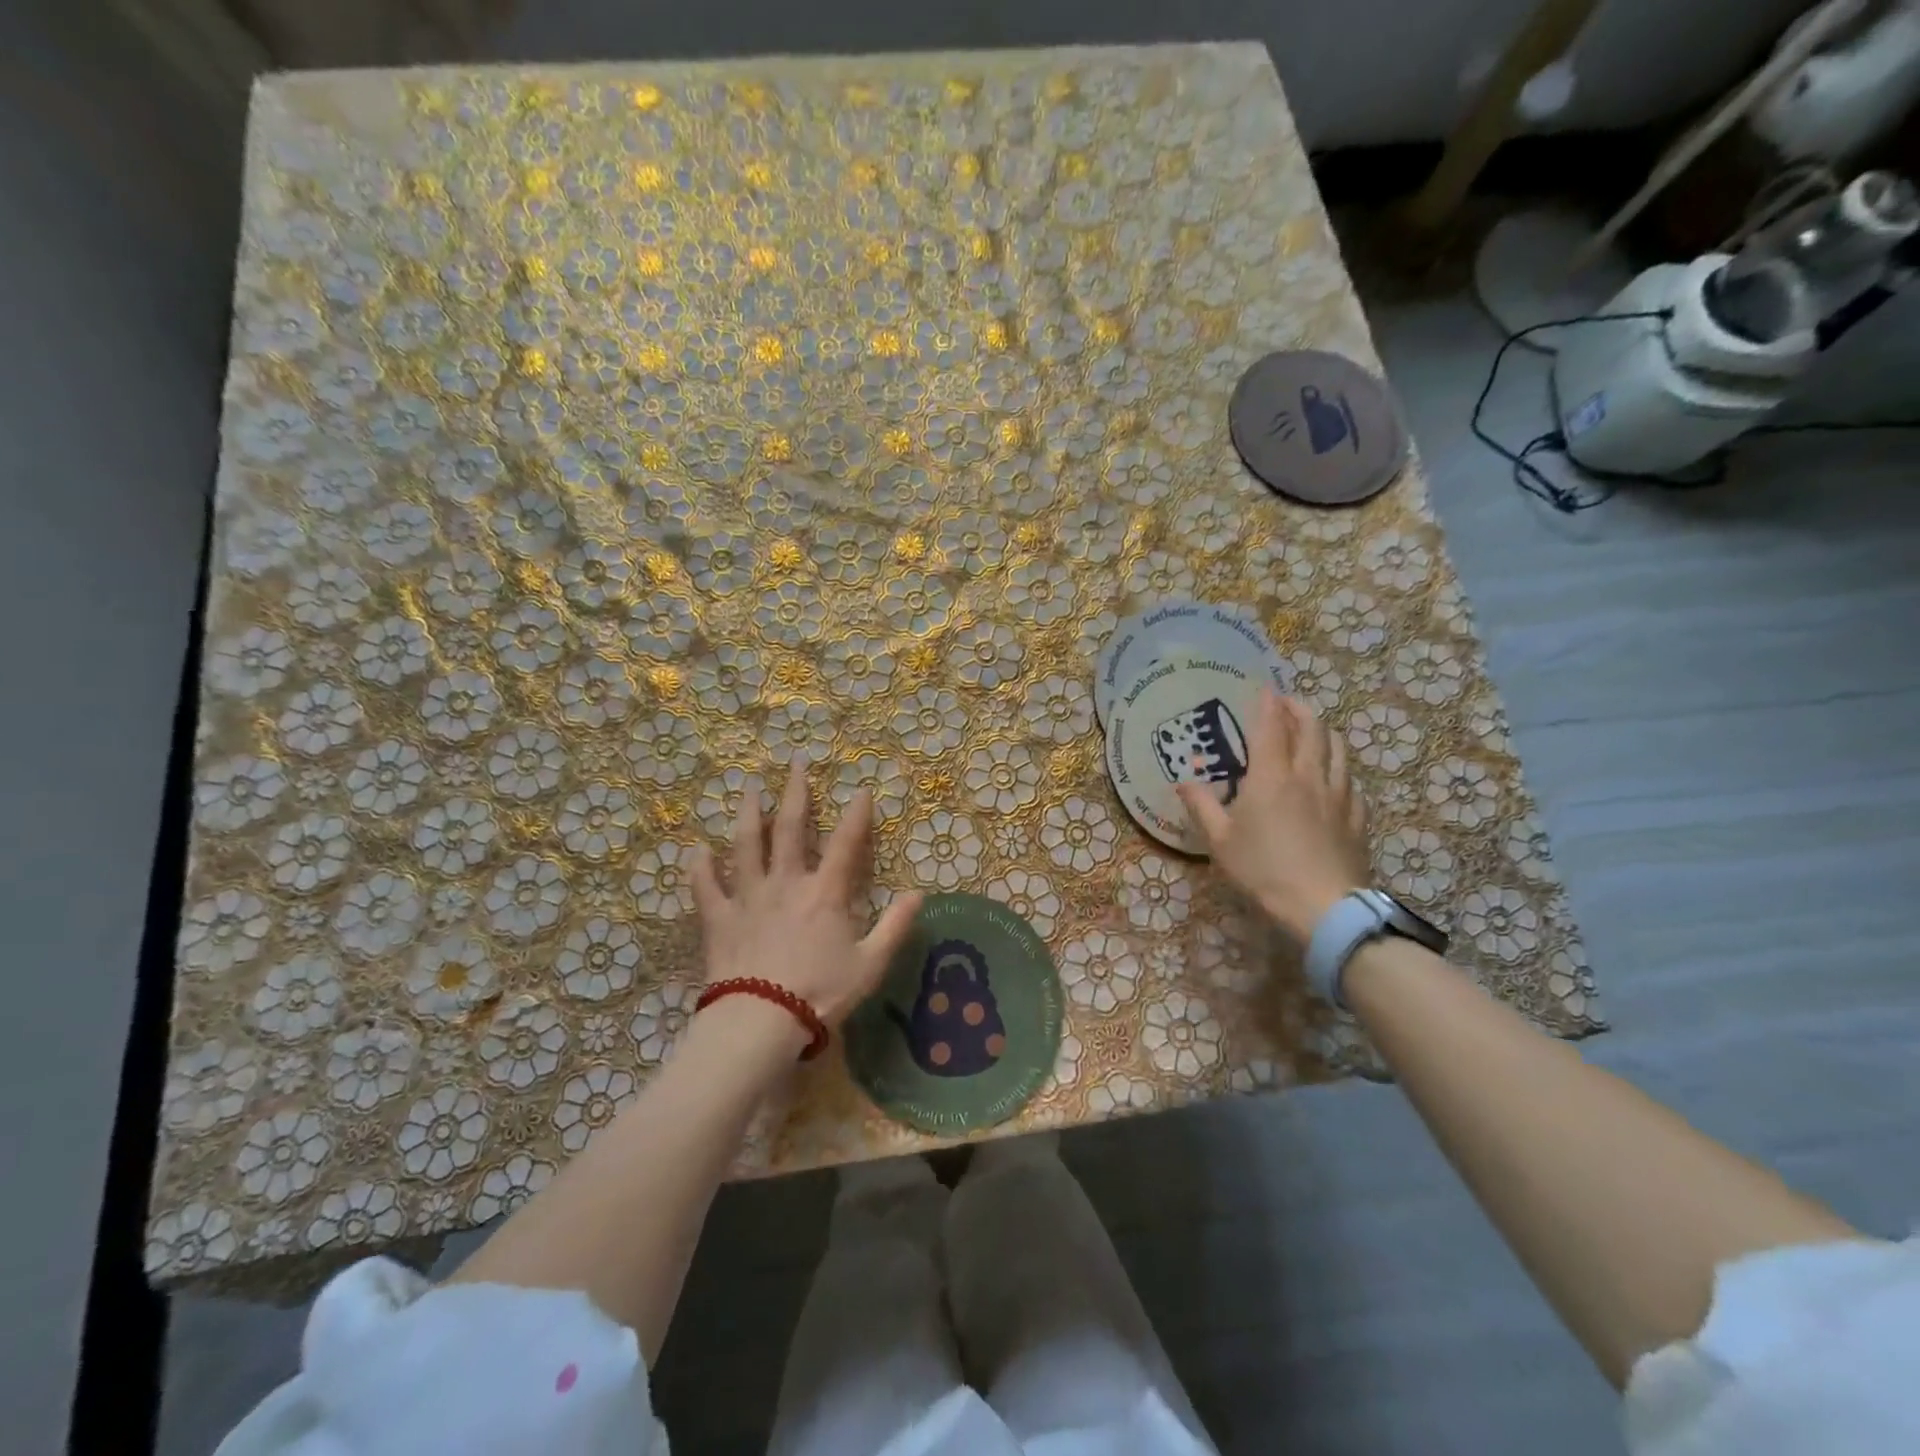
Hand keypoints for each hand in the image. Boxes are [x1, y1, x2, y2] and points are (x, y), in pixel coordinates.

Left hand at [690, 760, 922, 1030]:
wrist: (761, 1022)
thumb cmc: (821, 993)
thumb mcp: (871, 964)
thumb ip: (896, 926)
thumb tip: (921, 894)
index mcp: (825, 893)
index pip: (847, 843)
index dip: (857, 815)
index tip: (861, 789)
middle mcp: (787, 883)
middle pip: (792, 829)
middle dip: (796, 794)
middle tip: (796, 764)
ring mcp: (749, 897)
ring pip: (747, 846)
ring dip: (750, 815)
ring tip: (750, 790)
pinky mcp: (719, 919)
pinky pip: (706, 886)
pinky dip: (700, 867)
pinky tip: (697, 849)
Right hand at [1175, 691, 1370, 941]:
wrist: (1324, 907)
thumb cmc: (1263, 870)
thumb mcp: (1220, 841)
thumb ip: (1202, 806)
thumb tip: (1184, 781)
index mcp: (1272, 776)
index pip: (1272, 726)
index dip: (1268, 703)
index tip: (1264, 687)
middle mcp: (1308, 775)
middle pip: (1312, 728)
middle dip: (1299, 708)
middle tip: (1287, 703)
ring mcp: (1339, 794)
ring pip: (1338, 748)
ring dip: (1324, 731)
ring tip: (1313, 730)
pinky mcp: (1358, 816)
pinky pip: (1351, 779)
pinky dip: (1339, 766)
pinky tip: (1334, 776)